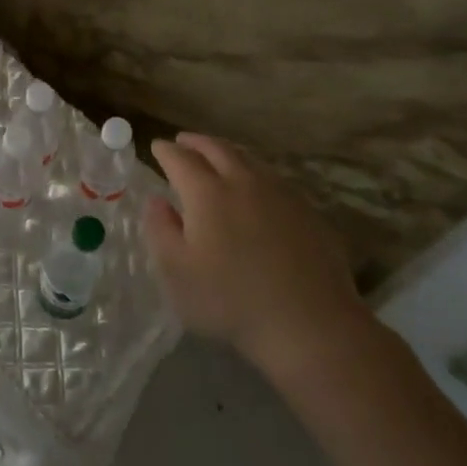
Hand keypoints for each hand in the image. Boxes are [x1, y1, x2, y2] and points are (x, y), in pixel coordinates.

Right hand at [145, 133, 378, 388]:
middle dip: (196, 142)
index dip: (166, 151)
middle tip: (183, 141)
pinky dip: (254, 172)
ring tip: (216, 155)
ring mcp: (280, 194)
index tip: (157, 147)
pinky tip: (255, 187)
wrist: (309, 324)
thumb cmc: (231, 301)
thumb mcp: (177, 272)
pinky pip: (273, 178)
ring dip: (226, 151)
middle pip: (217, 149)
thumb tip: (157, 200)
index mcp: (207, 192)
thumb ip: (161, 230)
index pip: (180, 159)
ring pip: (248, 159)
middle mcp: (243, 181)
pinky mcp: (308, 211)